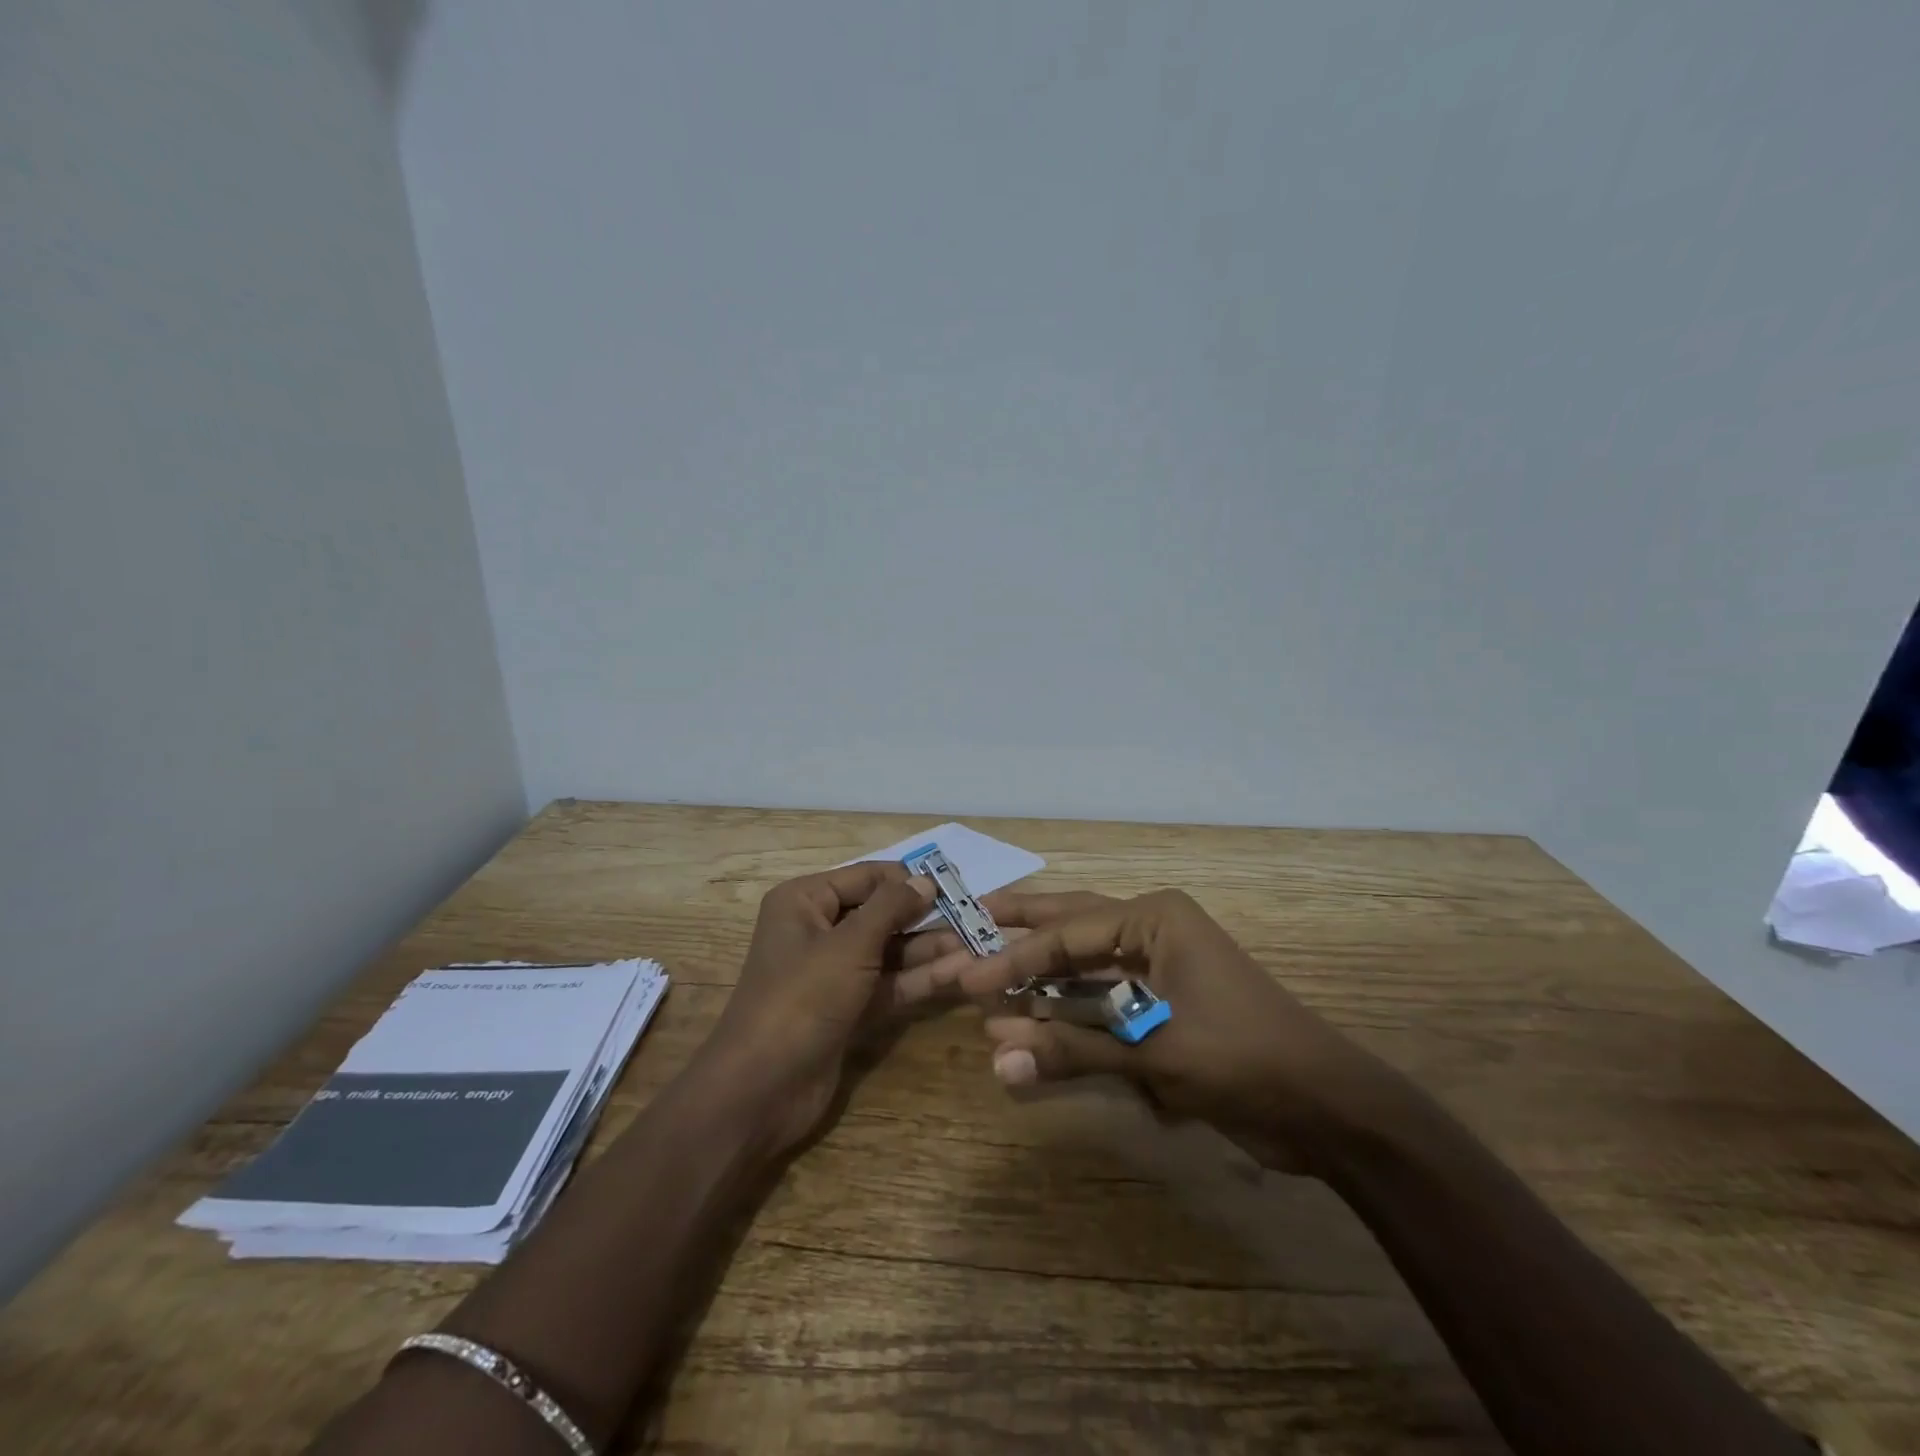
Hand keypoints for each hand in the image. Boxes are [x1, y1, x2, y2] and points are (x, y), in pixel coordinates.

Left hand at [696, 861, 956, 1155]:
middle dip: (924, 917)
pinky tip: (959, 973)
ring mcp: (833, 973)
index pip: (866, 877)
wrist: (761, 1089)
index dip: (907, 880)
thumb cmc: (802, 998)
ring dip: (929, 949)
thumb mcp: (849, 945)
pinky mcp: (848, 1009)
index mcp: (805, 901)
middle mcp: (818, 930)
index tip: (953, 886)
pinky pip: (888, 984)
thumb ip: (890, 907)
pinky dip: (919, 979)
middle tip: (975, 918)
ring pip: (889, 951)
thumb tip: (925, 880)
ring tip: (978, 944)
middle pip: (880, 914)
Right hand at [937, 889, 1387, 1172]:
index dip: (1012, 958)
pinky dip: (1069, 1006)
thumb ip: (1072, 1050)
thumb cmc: (1244, 1059)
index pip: (1067, 935)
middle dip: (1021, 925)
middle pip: (1071, 922)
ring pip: (1085, 958)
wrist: (1327, 1108)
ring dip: (1041, 971)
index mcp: (1154, 918)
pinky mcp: (1162, 1002)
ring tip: (988, 967)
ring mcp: (1158, 965)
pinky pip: (1102, 995)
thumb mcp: (1154, 1052)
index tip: (965, 977)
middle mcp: (1152, 929)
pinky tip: (1034, 1015)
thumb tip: (995, 1060)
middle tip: (967, 917)